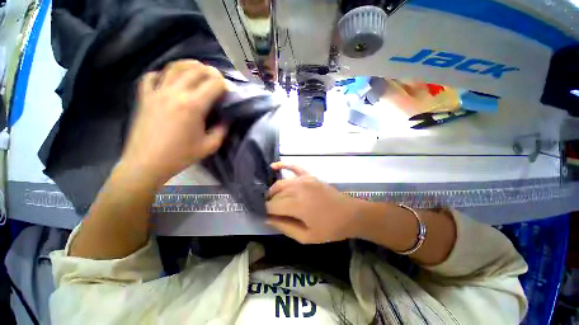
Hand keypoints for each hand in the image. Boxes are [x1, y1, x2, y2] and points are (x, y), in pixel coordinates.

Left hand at [120, 60, 227, 185]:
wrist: (147, 163)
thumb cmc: (181, 156)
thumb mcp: (210, 146)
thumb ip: (222, 130)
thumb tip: (226, 118)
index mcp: (193, 106)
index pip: (213, 84)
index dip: (224, 84)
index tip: (228, 90)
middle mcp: (175, 93)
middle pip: (195, 71)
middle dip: (210, 71)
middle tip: (217, 77)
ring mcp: (157, 92)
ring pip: (174, 67)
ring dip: (188, 65)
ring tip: (197, 69)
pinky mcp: (144, 97)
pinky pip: (151, 77)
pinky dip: (161, 73)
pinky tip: (168, 79)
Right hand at [266, 162, 363, 243]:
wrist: (351, 214)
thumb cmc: (330, 228)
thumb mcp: (306, 237)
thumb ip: (284, 227)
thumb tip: (267, 219)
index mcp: (296, 205)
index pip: (272, 206)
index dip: (265, 212)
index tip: (265, 217)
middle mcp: (297, 188)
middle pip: (275, 194)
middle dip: (269, 203)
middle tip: (270, 211)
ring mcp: (304, 179)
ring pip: (280, 183)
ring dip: (273, 191)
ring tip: (272, 199)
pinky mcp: (309, 175)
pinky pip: (294, 167)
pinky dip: (283, 165)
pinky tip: (274, 166)